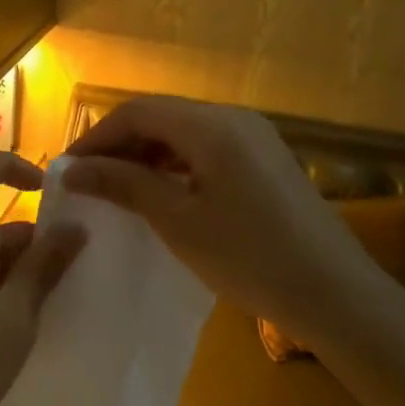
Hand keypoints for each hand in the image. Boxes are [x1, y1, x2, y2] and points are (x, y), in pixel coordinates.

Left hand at [0, 152, 85, 405]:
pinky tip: (28, 330)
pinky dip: (8, 294)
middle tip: (77, 275)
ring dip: (26, 273)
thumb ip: (44, 268)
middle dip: (37, 241)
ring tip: (60, 309)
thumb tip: (75, 224)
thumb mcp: (15, 318)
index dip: (6, 164)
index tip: (46, 189)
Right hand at [64, 97, 404, 360]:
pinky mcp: (266, 161)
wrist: (336, 294)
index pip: (137, 111)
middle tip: (89, 182)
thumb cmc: (249, 256)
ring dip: (146, 155)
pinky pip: (207, 149)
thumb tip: (73, 169)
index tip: (68, 169)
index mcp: (212, 125)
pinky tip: (162, 194)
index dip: (97, 136)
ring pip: (184, 133)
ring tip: (118, 190)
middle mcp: (234, 118)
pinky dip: (175, 165)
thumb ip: (124, 184)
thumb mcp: (177, 220)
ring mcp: (255, 138)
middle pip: (161, 117)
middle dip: (120, 145)